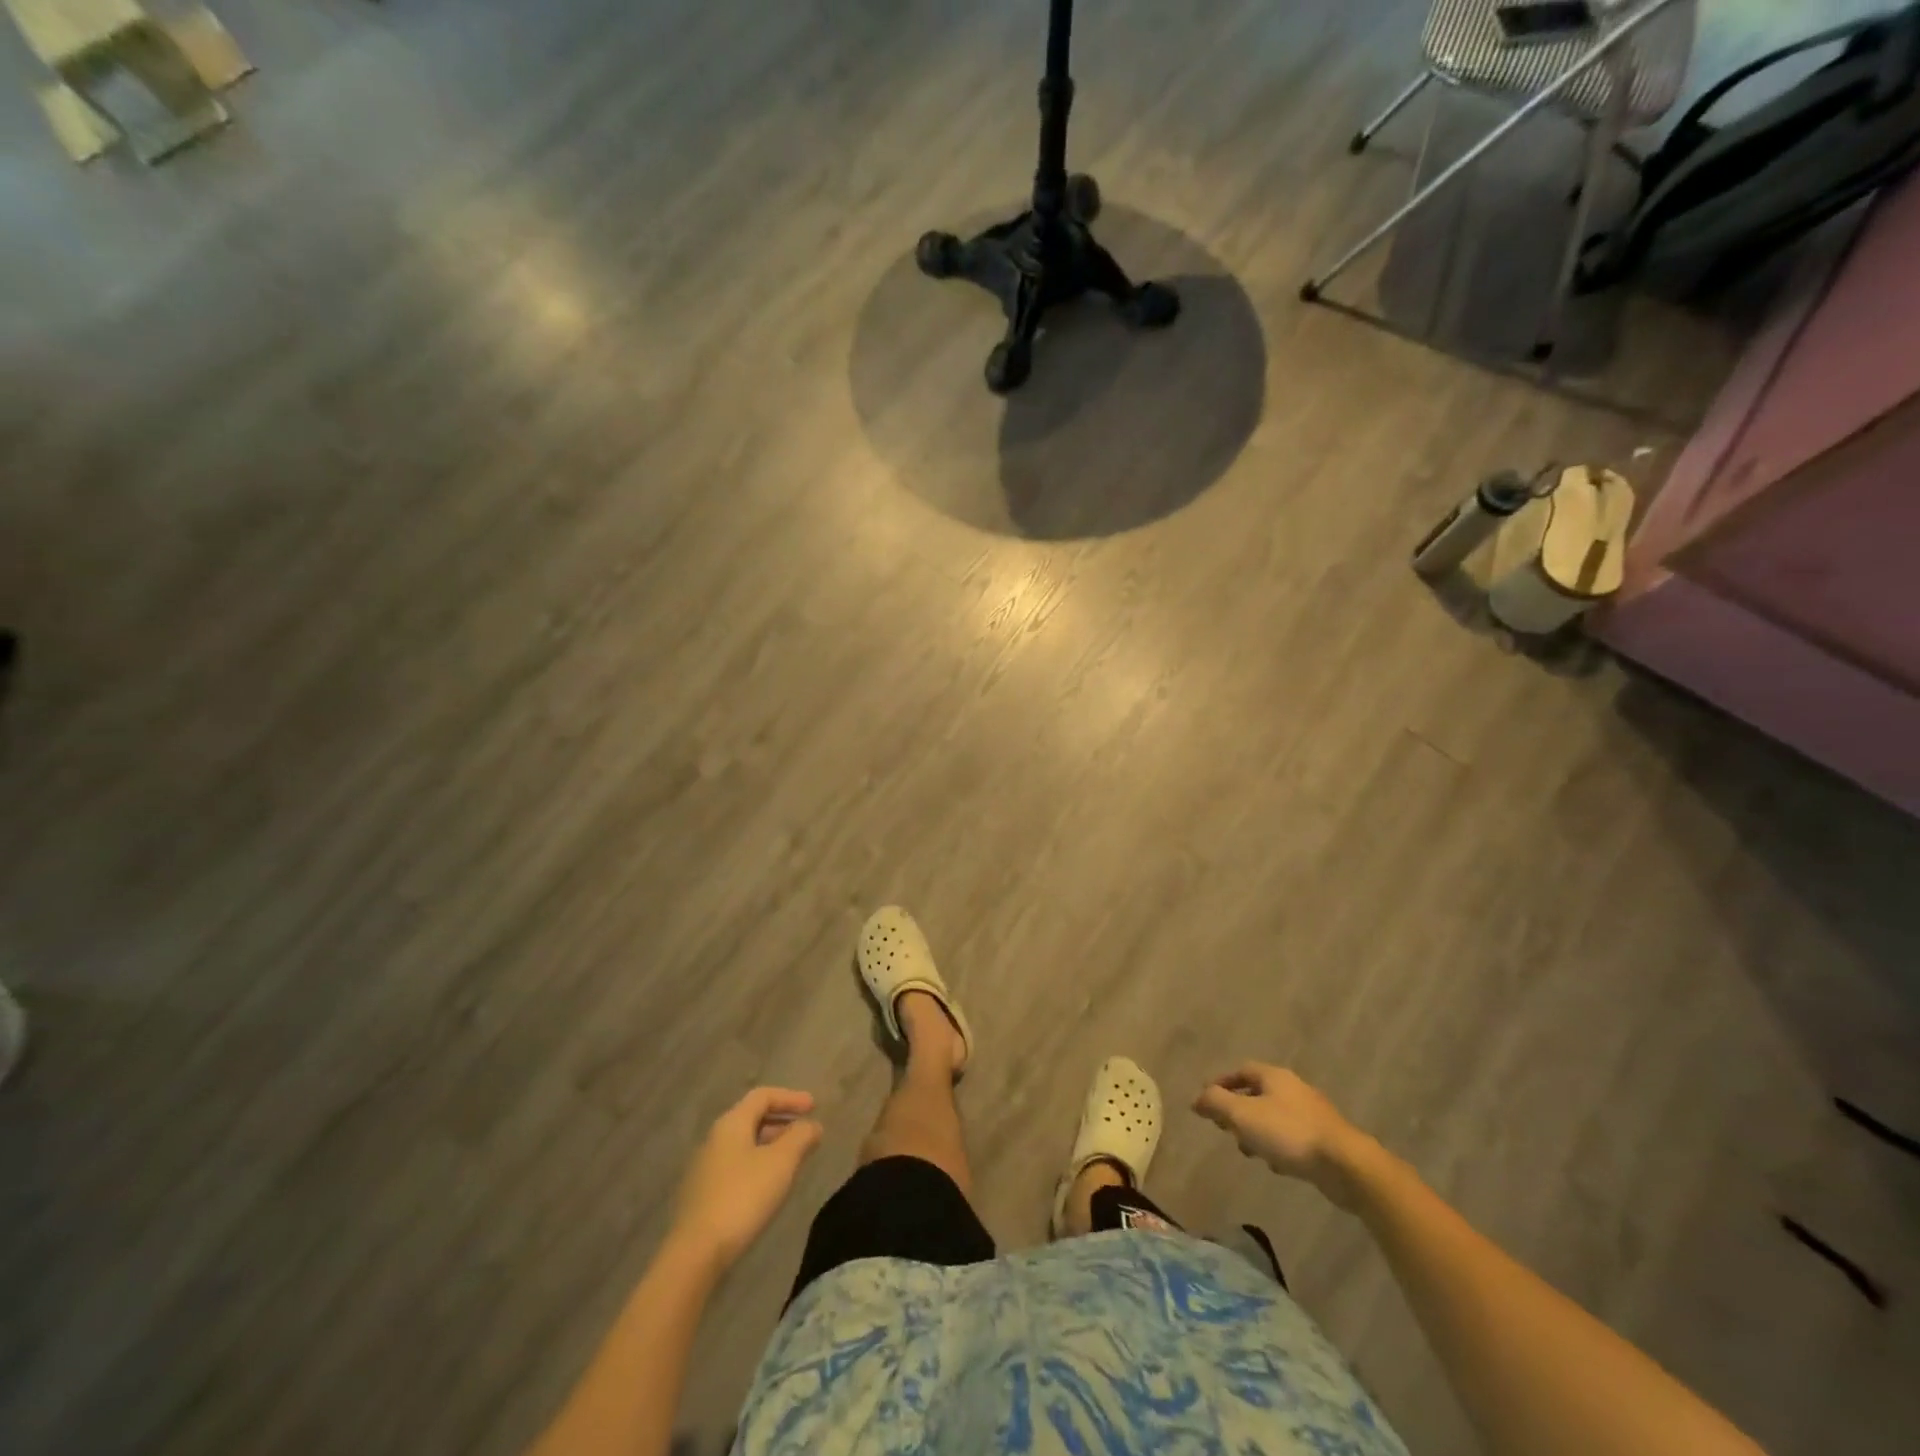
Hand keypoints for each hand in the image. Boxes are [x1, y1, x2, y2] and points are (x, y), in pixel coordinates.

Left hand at [670, 1087, 823, 1271]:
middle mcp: (715, 1139)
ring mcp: (706, 1168)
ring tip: (794, 1161)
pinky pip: (737, 1166)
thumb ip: (801, 1137)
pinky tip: (770, 1186)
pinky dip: (759, 1165)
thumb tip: (813, 1125)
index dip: (791, 1097)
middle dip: (783, 1122)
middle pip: (752, 1118)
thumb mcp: (781, 1162)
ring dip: (772, 1145)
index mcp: (731, 1123)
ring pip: (745, 1144)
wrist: (695, 1254)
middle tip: (806, 1134)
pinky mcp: (703, 1195)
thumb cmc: (743, 1197)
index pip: (763, 1096)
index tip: (815, 1107)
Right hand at [1193, 1063, 1373, 1209]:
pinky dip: (1278, 1147)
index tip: (1206, 1100)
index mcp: (1274, 1077)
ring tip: (1248, 1151)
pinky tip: (1276, 1166)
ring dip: (1257, 1131)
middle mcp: (1293, 1089)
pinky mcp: (1325, 1140)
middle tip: (1225, 1128)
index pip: (1241, 1071)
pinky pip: (1292, 1138)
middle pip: (1258, 1094)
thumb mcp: (1243, 1115)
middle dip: (1238, 1110)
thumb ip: (1216, 1103)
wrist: (1346, 1165)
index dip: (1221, 1082)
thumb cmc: (1289, 1133)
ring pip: (1274, 1117)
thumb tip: (1197, 1099)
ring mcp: (1312, 1115)